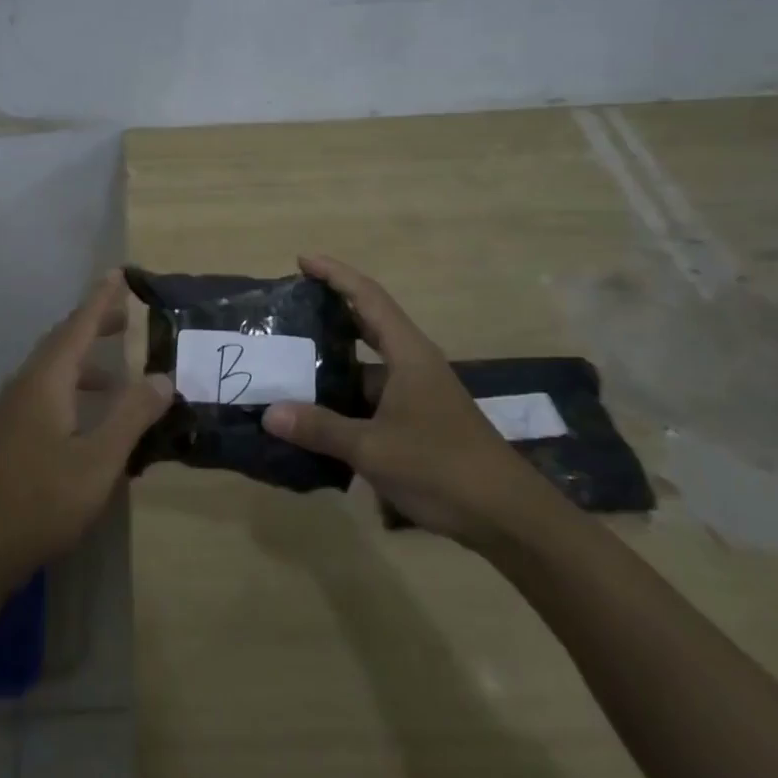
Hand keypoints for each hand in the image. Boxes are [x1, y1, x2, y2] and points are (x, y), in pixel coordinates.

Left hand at [0, 271, 172, 587]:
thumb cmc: (41, 503)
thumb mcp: (98, 462)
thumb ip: (131, 416)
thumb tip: (161, 377)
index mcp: (45, 382)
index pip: (78, 327)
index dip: (101, 300)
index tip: (119, 274)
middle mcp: (23, 386)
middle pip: (61, 343)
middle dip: (93, 326)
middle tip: (125, 317)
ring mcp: (8, 411)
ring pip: (50, 370)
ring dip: (84, 363)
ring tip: (116, 375)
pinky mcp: (3, 435)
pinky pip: (41, 393)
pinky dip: (70, 389)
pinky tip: (85, 419)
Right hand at [262, 255, 554, 548]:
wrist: (507, 517)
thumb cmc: (441, 467)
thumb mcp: (373, 448)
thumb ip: (320, 428)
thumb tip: (269, 413)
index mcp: (408, 354)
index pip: (368, 297)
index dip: (335, 275)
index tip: (302, 260)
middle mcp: (414, 365)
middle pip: (369, 323)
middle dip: (331, 311)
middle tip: (291, 308)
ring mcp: (418, 394)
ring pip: (368, 366)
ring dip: (335, 363)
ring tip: (291, 363)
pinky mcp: (419, 421)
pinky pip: (373, 397)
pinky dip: (345, 398)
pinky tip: (317, 415)